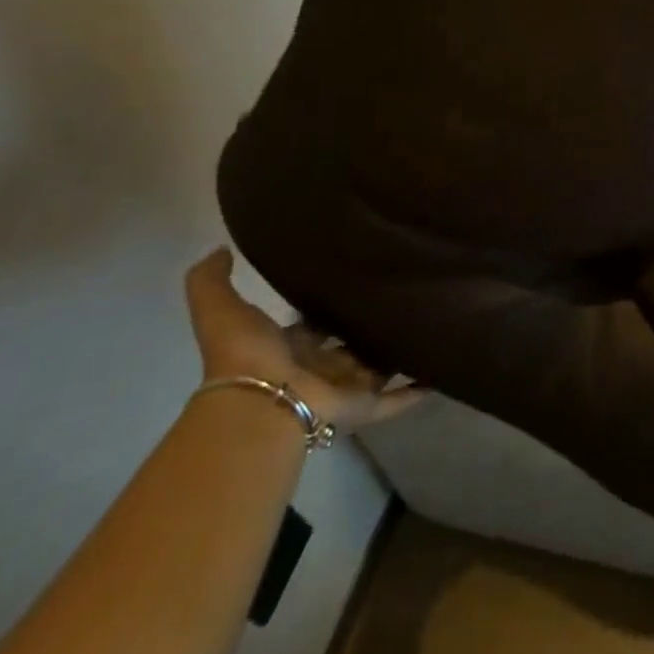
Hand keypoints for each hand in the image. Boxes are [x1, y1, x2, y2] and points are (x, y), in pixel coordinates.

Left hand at [184, 248, 423, 430]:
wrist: (262, 406)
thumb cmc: (247, 356)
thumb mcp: (221, 308)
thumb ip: (213, 280)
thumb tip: (220, 247)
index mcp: (288, 347)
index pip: (313, 324)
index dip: (328, 305)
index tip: (356, 279)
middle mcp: (316, 368)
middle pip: (348, 345)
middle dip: (368, 325)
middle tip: (403, 292)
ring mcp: (342, 388)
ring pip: (376, 368)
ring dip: (397, 352)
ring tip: (432, 321)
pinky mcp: (363, 406)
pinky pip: (396, 398)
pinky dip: (418, 387)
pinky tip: (440, 369)